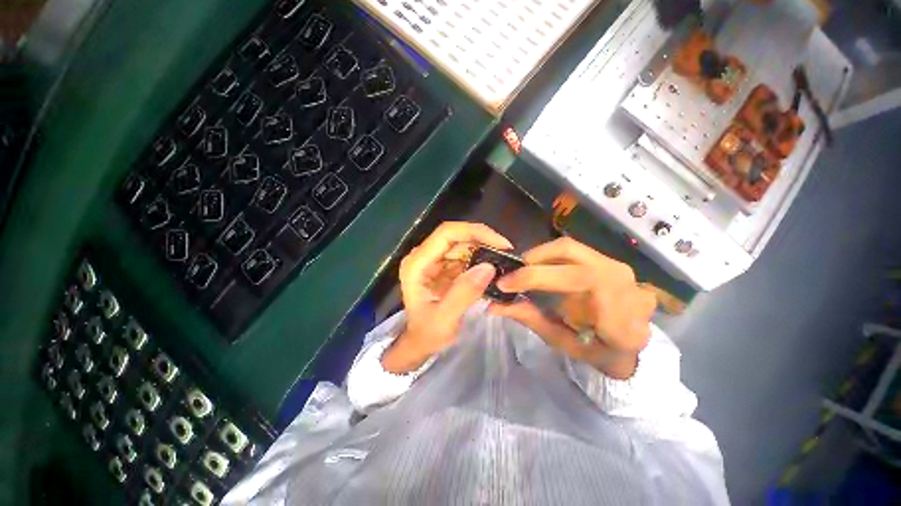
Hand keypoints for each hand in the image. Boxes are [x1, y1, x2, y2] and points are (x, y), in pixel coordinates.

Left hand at [382, 222, 512, 372]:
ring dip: (483, 250)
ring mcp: (433, 261)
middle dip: (483, 241)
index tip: (500, 244)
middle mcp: (423, 256)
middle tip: (507, 254)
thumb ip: (464, 293)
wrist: (420, 344)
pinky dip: (479, 259)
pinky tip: (492, 268)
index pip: (446, 234)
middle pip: (455, 236)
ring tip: (503, 261)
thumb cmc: (427, 334)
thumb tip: (488, 266)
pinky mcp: (442, 267)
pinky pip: (463, 255)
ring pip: (461, 244)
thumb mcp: (445, 318)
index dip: (474, 232)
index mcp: (417, 264)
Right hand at [490, 237, 655, 378]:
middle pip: (570, 251)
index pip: (576, 280)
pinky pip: (574, 251)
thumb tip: (496, 305)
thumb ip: (532, 319)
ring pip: (570, 246)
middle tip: (511, 273)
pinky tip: (540, 268)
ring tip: (523, 269)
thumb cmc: (599, 353)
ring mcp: (619, 267)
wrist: (634, 346)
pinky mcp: (609, 261)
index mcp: (620, 313)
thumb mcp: (563, 343)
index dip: (535, 278)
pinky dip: (550, 256)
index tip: (504, 283)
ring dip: (540, 255)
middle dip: (533, 260)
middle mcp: (623, 281)